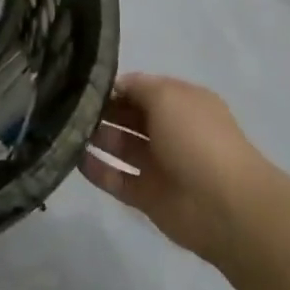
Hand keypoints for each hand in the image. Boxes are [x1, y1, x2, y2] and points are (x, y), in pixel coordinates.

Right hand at [81, 73, 278, 264]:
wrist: (224, 205)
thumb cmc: (196, 139)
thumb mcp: (168, 96)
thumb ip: (138, 87)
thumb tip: (114, 86)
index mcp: (182, 103)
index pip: (142, 88)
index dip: (114, 86)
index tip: (83, 84)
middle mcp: (170, 130)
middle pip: (129, 116)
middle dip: (102, 110)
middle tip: (68, 106)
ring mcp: (159, 165)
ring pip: (121, 147)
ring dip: (96, 137)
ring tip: (65, 129)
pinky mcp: (147, 196)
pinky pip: (116, 179)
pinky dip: (97, 170)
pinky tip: (74, 158)